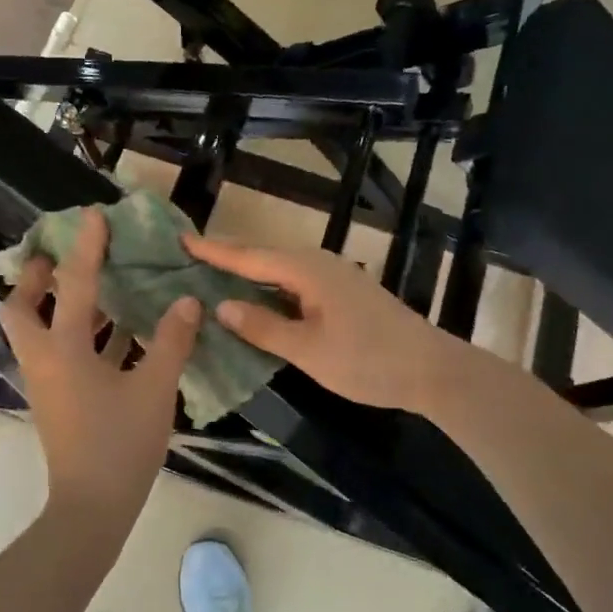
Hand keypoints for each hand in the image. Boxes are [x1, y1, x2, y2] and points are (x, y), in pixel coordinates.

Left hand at [0, 208, 201, 523]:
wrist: (92, 507)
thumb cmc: (120, 444)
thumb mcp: (153, 389)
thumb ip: (171, 342)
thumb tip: (187, 302)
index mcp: (63, 351)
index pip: (74, 286)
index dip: (86, 248)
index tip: (93, 216)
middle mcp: (45, 360)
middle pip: (22, 309)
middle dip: (36, 279)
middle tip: (59, 258)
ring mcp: (47, 383)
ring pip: (41, 332)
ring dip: (60, 306)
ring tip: (94, 286)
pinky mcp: (58, 401)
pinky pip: (63, 355)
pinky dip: (82, 337)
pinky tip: (117, 333)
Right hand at [182, 235, 467, 412]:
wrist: (431, 370)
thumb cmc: (367, 360)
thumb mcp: (308, 349)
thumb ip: (263, 327)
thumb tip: (221, 306)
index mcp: (306, 271)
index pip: (249, 258)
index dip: (214, 251)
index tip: (181, 241)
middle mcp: (318, 265)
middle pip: (263, 257)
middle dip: (227, 257)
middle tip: (189, 258)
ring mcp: (333, 278)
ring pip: (279, 271)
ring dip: (247, 273)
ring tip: (213, 277)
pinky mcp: (342, 294)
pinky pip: (294, 283)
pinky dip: (269, 289)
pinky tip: (257, 300)